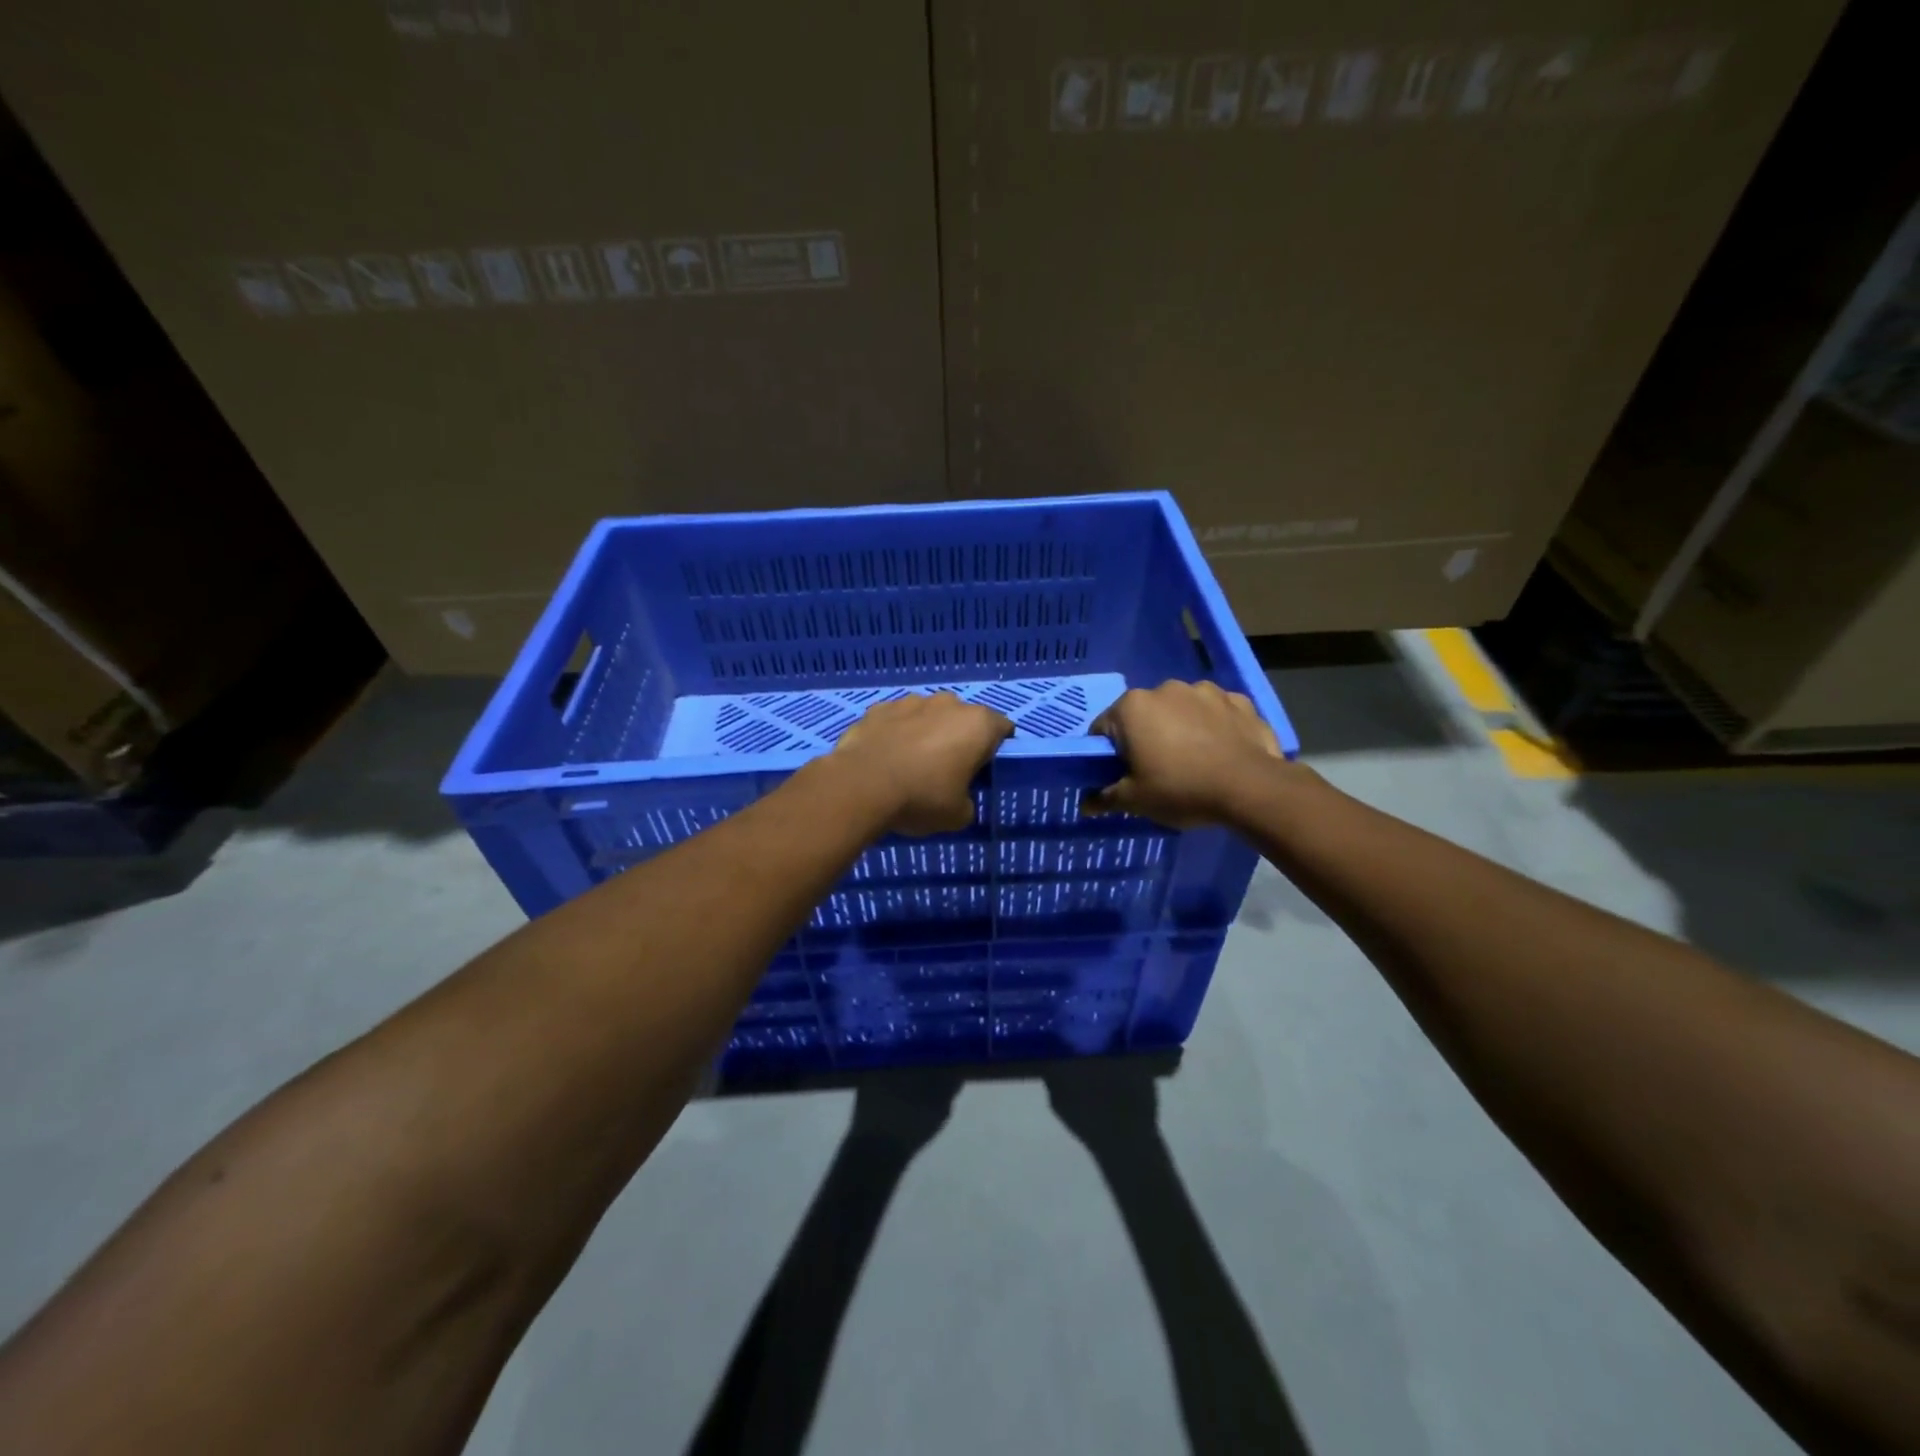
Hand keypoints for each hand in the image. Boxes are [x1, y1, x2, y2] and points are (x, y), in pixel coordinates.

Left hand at [829, 692, 1013, 835]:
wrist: (860, 786)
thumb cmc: (921, 798)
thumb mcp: (958, 815)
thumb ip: (967, 802)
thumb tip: (960, 800)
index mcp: (977, 725)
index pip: (1002, 728)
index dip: (997, 748)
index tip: (985, 768)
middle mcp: (948, 704)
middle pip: (963, 718)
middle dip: (959, 738)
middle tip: (948, 769)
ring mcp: (911, 701)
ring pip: (928, 715)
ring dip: (926, 732)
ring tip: (912, 763)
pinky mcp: (879, 708)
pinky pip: (896, 720)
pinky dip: (896, 733)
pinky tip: (886, 757)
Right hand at [1086, 680, 1296, 827]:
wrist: (1251, 788)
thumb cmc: (1181, 789)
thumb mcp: (1135, 801)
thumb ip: (1105, 798)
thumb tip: (1084, 804)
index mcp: (1132, 707)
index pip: (1104, 728)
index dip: (1108, 754)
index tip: (1121, 775)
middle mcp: (1165, 688)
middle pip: (1144, 715)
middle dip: (1146, 737)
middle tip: (1157, 771)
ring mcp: (1205, 691)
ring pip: (1181, 710)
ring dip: (1181, 728)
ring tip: (1194, 761)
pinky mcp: (1239, 700)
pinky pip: (1216, 713)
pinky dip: (1214, 727)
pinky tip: (1221, 752)